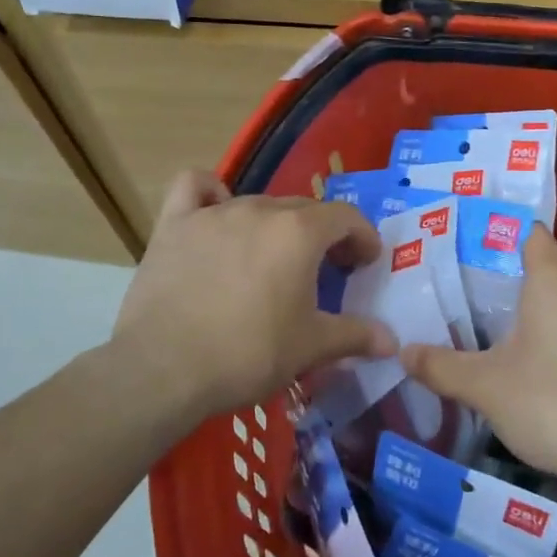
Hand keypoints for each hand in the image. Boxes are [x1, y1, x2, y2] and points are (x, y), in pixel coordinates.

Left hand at [109, 172, 396, 426]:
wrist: (165, 368)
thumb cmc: (248, 354)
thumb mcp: (311, 348)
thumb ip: (355, 336)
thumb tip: (392, 341)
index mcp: (299, 232)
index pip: (345, 217)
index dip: (363, 238)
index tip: (365, 263)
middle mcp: (259, 210)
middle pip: (304, 209)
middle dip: (325, 234)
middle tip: (328, 270)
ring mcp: (213, 213)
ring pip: (257, 203)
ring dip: (276, 225)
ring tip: (274, 258)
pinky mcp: (174, 224)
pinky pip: (195, 188)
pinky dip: (210, 194)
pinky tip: (215, 212)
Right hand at [400, 225, 556, 484]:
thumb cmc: (552, 402)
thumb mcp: (484, 386)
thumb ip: (441, 365)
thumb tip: (403, 352)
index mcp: (553, 279)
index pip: (524, 231)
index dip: (489, 231)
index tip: (453, 243)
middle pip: (533, 264)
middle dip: (491, 271)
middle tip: (446, 283)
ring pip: (549, 297)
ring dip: (514, 305)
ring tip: (468, 316)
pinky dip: (536, 328)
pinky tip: (509, 354)